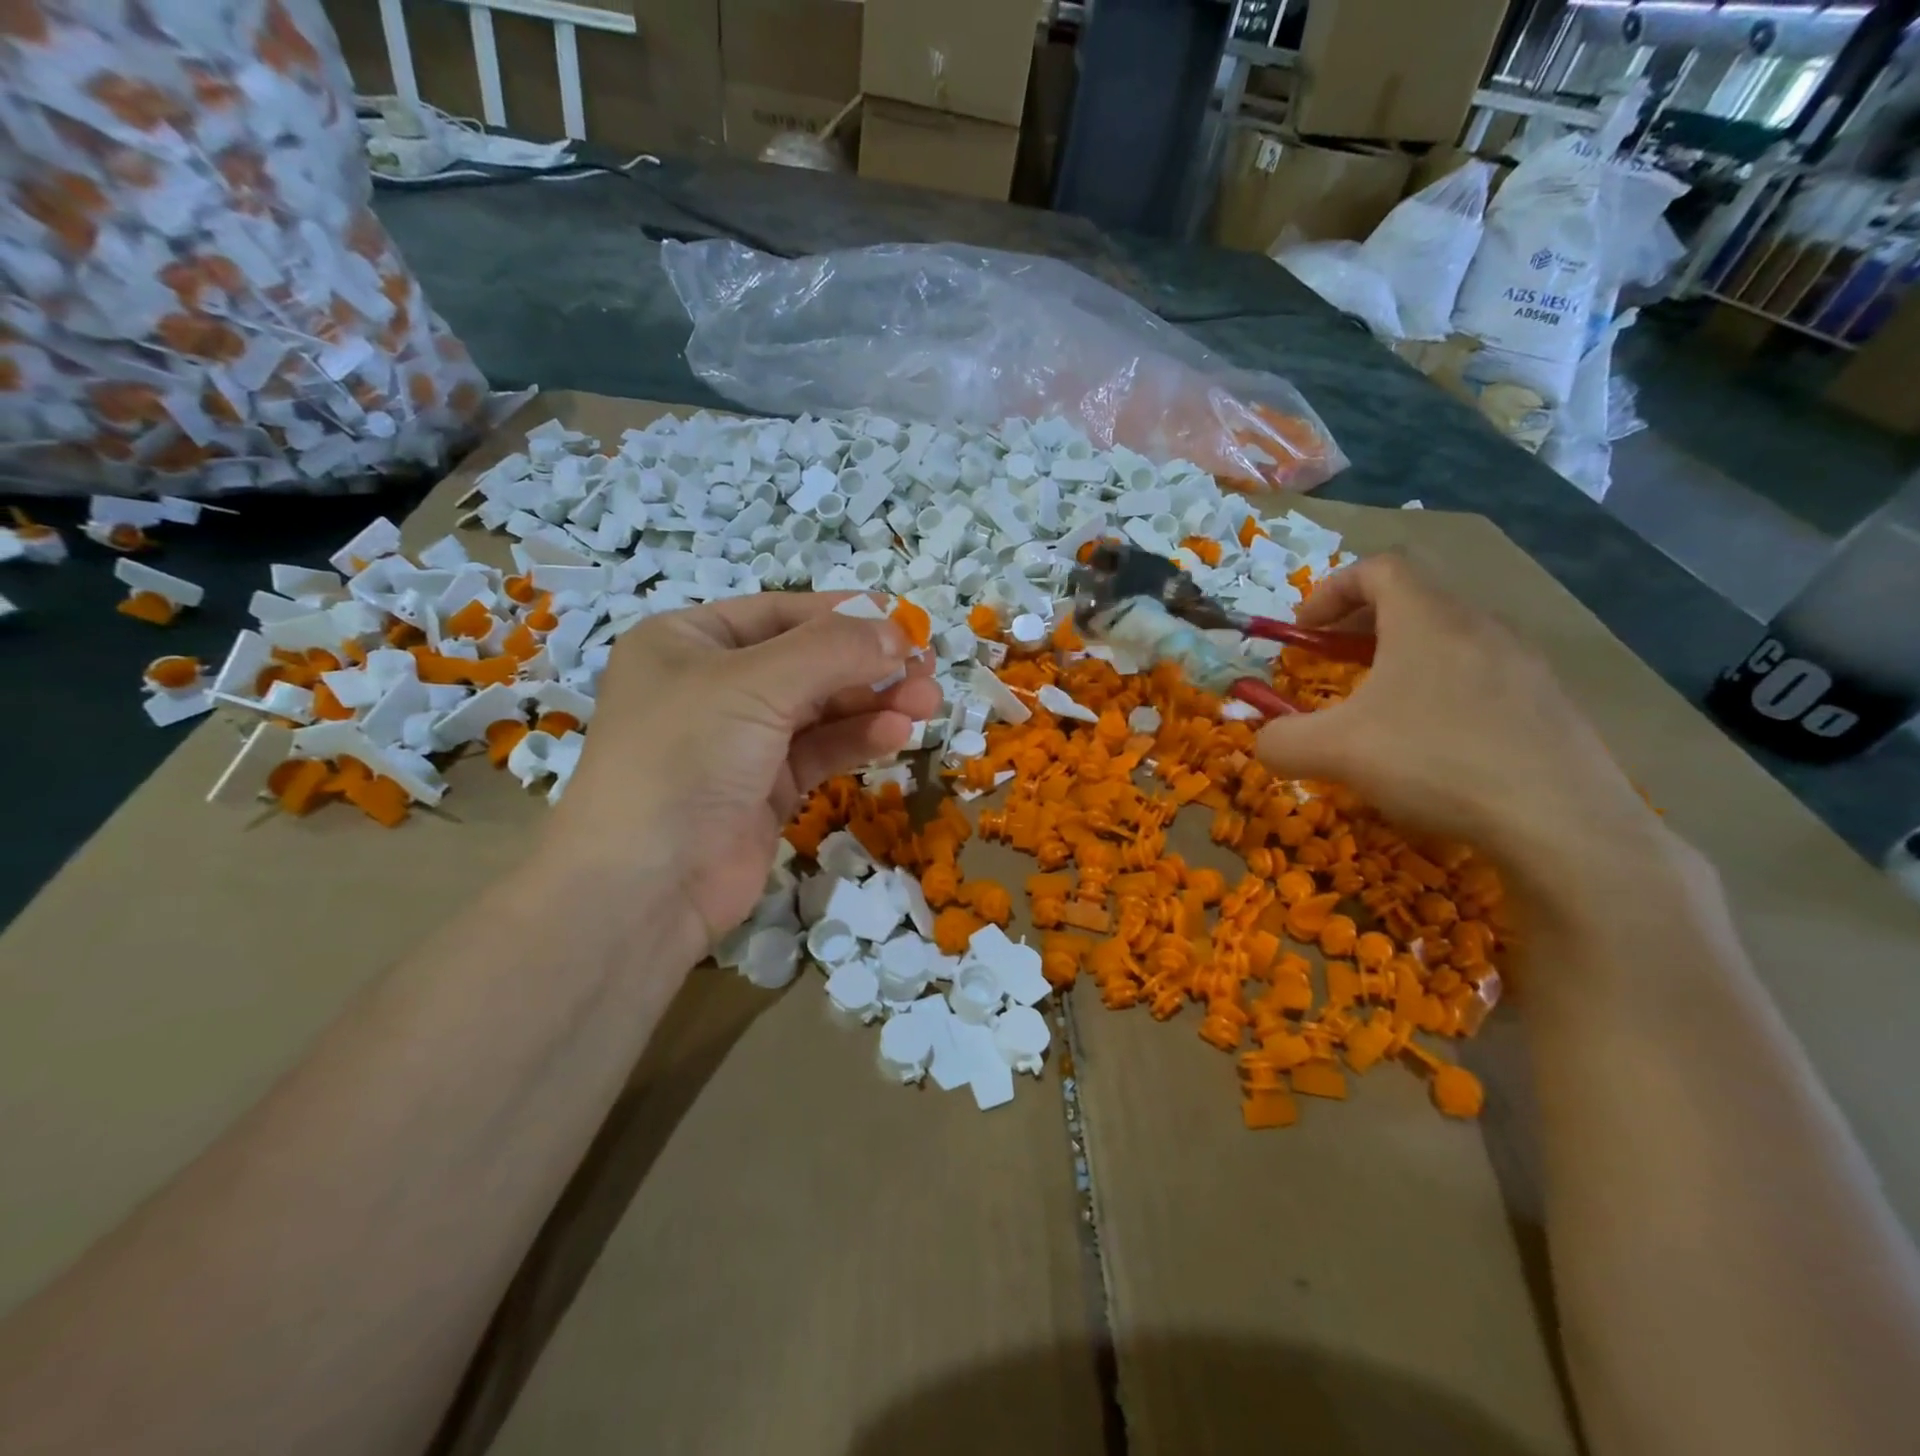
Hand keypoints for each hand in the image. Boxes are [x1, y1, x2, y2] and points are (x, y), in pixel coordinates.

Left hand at [544, 595, 940, 960]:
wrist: (645, 886)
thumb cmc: (686, 756)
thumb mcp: (757, 684)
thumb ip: (833, 651)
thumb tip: (900, 633)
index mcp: (688, 641)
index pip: (781, 613)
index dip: (845, 615)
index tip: (906, 622)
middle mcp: (712, 685)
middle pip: (808, 661)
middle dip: (869, 665)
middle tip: (928, 669)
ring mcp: (740, 740)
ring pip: (820, 709)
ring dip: (873, 703)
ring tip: (927, 703)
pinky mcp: (765, 788)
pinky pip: (820, 751)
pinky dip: (857, 739)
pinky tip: (896, 734)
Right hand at [1254, 554, 1662, 892]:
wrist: (1562, 822)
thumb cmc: (1436, 762)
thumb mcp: (1334, 752)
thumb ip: (1281, 741)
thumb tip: (1262, 743)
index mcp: (1427, 619)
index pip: (1379, 567)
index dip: (1331, 589)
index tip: (1305, 629)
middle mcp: (1480, 626)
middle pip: (1415, 599)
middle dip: (1362, 625)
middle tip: (1335, 663)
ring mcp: (1524, 663)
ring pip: (1452, 638)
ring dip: (1405, 658)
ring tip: (1382, 707)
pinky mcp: (1550, 704)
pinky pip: (1484, 676)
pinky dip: (1445, 690)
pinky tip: (1436, 745)